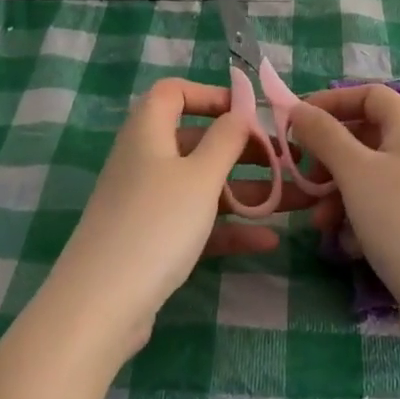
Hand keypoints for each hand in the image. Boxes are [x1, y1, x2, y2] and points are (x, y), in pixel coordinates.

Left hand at [40, 79, 297, 360]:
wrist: (101, 305)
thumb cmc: (156, 223)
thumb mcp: (200, 176)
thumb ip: (226, 139)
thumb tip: (239, 113)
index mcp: (149, 131)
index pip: (174, 92)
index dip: (211, 95)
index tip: (250, 112)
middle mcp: (146, 160)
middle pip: (199, 141)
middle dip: (246, 150)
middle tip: (288, 161)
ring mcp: (148, 202)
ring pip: (204, 185)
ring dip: (249, 191)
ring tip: (297, 200)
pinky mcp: (153, 239)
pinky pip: (197, 222)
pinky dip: (229, 227)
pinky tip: (268, 240)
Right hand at [288, 86, 399, 329]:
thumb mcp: (355, 172)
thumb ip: (324, 135)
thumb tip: (298, 108)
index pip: (370, 95)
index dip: (333, 102)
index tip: (298, 122)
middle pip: (364, 137)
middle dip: (328, 157)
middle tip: (303, 177)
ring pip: (365, 178)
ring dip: (336, 195)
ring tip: (320, 223)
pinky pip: (376, 210)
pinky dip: (356, 221)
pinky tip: (351, 247)